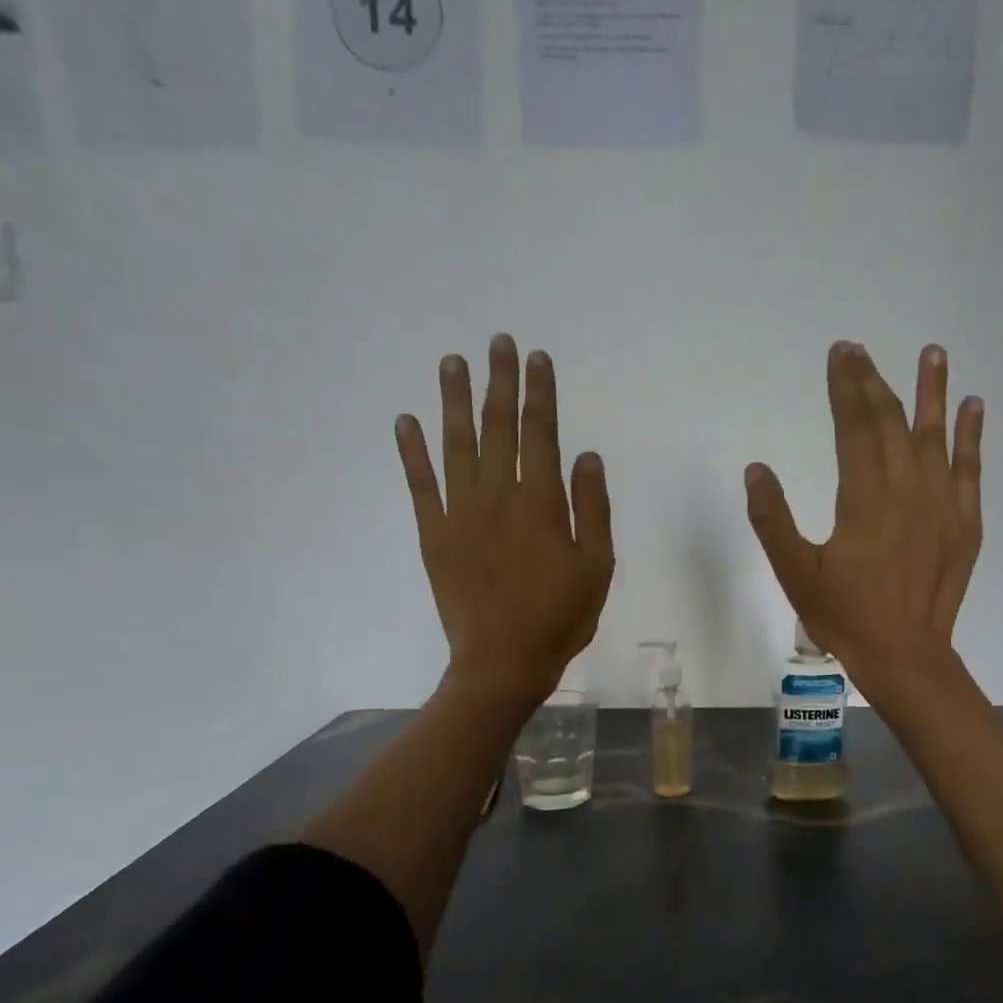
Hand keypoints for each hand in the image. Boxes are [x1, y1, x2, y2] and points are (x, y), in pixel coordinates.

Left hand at [395, 334, 614, 703]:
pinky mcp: (434, 534)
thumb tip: (586, 455)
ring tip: (451, 361)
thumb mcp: (596, 566)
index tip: (538, 358)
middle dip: (499, 381)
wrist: (502, 661)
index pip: (541, 433)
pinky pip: (420, 484)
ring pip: (455, 444)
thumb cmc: (559, 616)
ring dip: (454, 400)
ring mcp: (460, 513)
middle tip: (497, 341)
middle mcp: (497, 495)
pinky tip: (406, 420)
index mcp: (540, 502)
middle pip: (498, 427)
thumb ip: (591, 508)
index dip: (540, 393)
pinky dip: (412, 451)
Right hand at [744, 341, 983, 697]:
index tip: (840, 353)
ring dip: (932, 391)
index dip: (845, 387)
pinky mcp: (964, 523)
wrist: (904, 655)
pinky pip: (970, 469)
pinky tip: (972, 406)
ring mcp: (942, 505)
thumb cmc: (844, 615)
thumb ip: (772, 520)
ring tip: (934, 351)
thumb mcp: (794, 572)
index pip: (854, 427)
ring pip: (935, 436)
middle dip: (874, 382)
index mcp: (865, 499)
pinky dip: (971, 435)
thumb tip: (756, 469)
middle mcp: (908, 490)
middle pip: (891, 422)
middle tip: (862, 350)